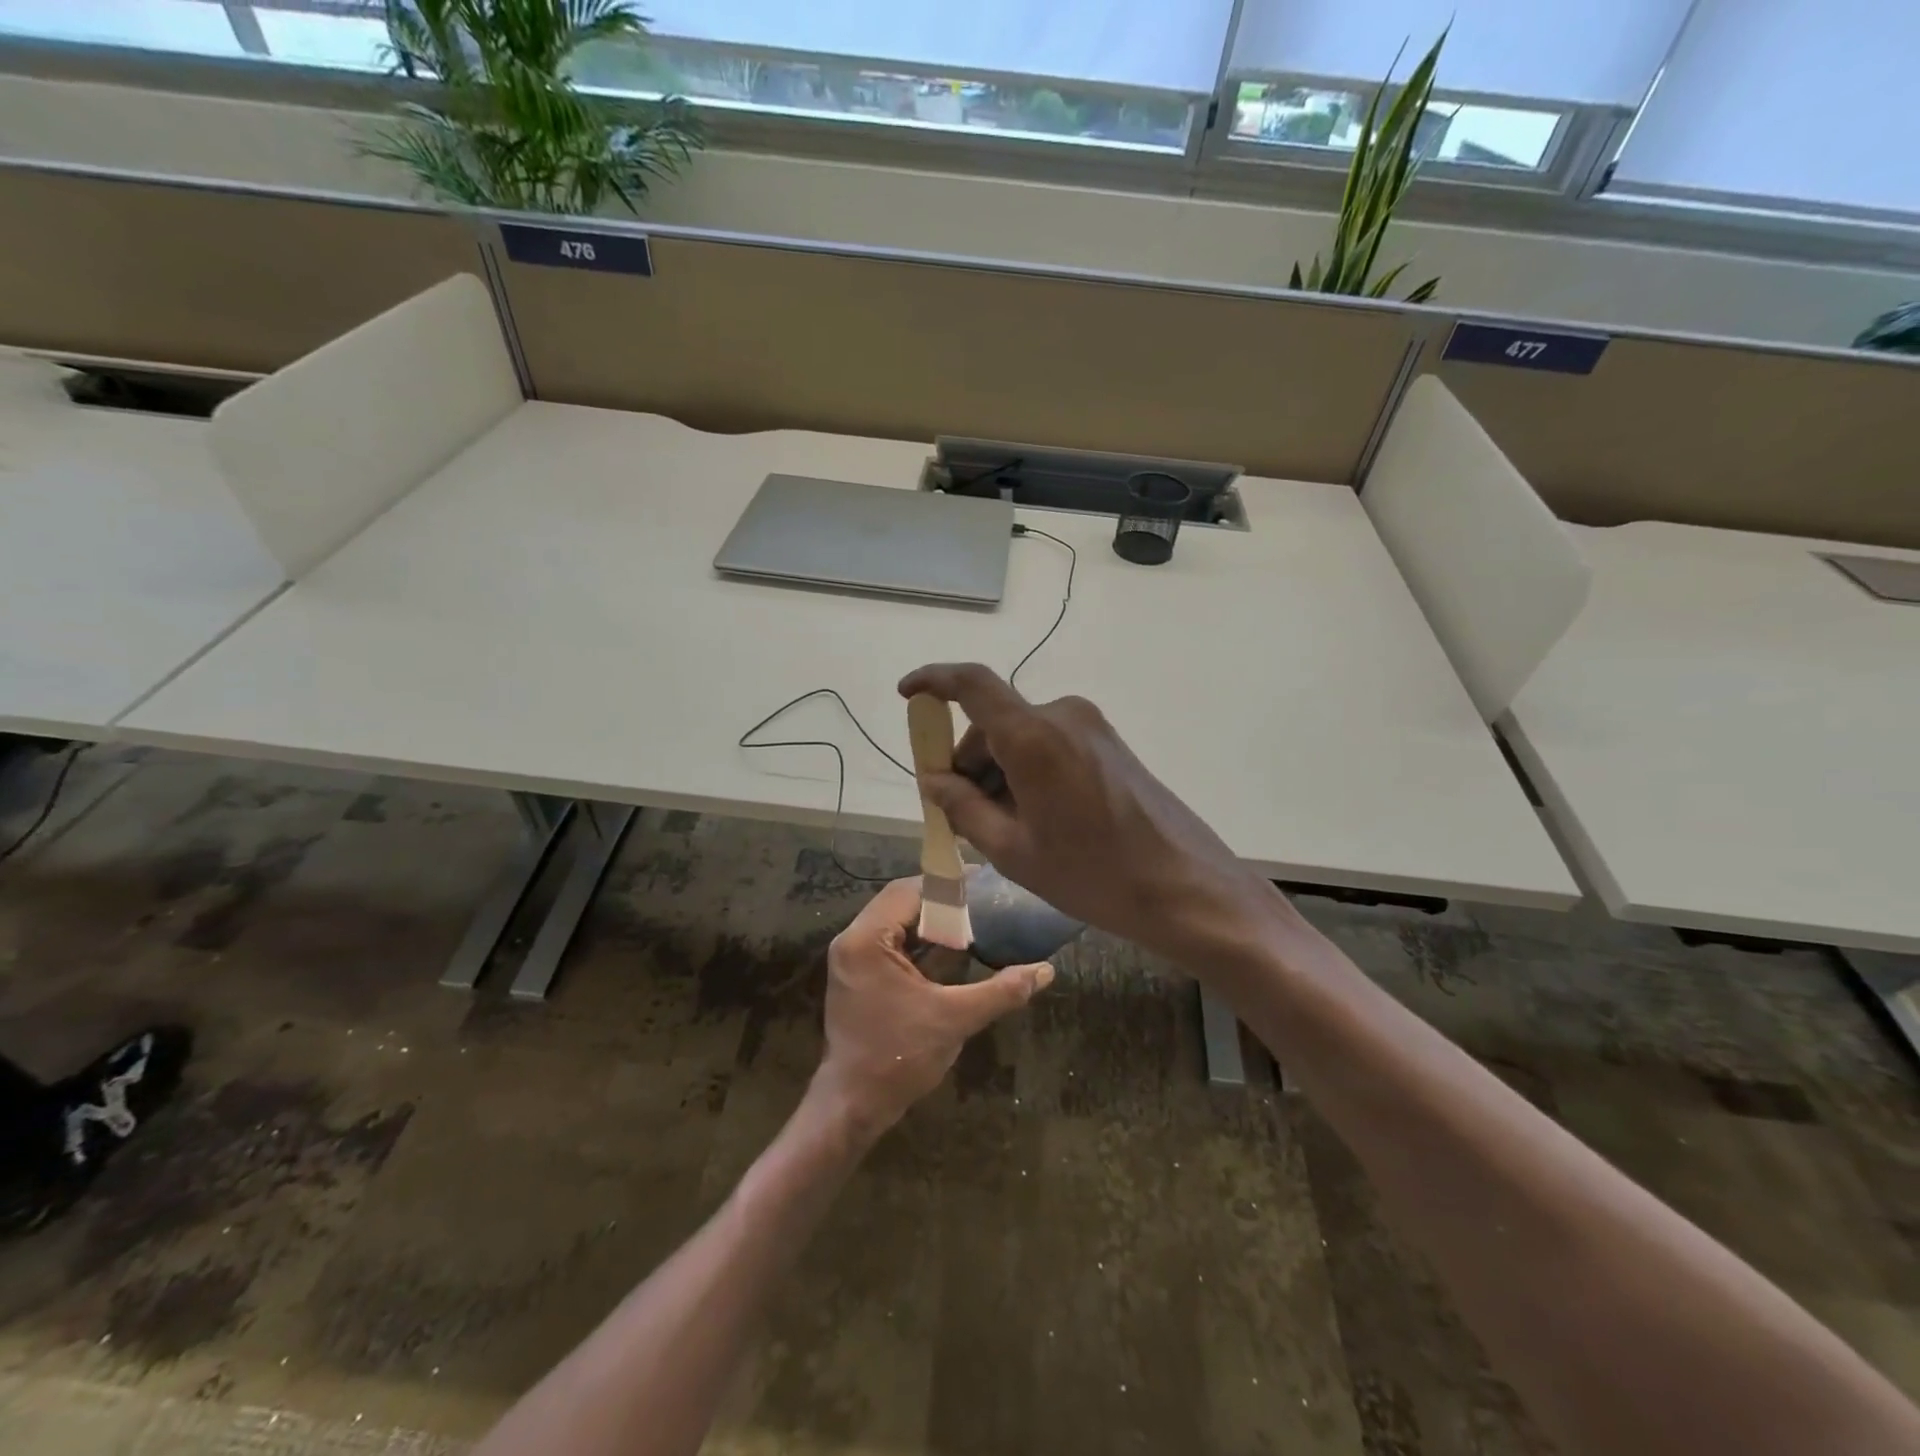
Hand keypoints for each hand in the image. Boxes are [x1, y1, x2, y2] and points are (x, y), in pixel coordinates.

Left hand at [812, 877, 1051, 1134]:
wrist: (854, 1105)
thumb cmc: (900, 1057)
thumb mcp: (955, 1019)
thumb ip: (1001, 991)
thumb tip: (1046, 970)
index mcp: (866, 940)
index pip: (907, 892)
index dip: (945, 885)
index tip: (981, 881)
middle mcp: (852, 940)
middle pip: (899, 901)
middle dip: (939, 899)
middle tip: (980, 898)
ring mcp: (851, 958)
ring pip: (894, 921)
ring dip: (929, 919)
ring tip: (971, 916)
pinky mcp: (857, 974)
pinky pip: (890, 941)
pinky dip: (918, 939)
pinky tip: (950, 945)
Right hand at [898, 663, 1279, 960]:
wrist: (1185, 887)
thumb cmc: (1092, 874)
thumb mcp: (1013, 850)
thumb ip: (963, 807)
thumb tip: (931, 779)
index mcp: (1033, 736)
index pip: (972, 684)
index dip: (933, 681)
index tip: (906, 694)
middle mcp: (1062, 716)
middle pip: (994, 724)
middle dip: (968, 763)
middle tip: (961, 817)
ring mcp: (1091, 728)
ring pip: (1021, 737)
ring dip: (999, 773)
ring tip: (1005, 832)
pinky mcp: (1108, 744)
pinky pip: (1050, 746)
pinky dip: (1027, 772)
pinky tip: (1036, 820)